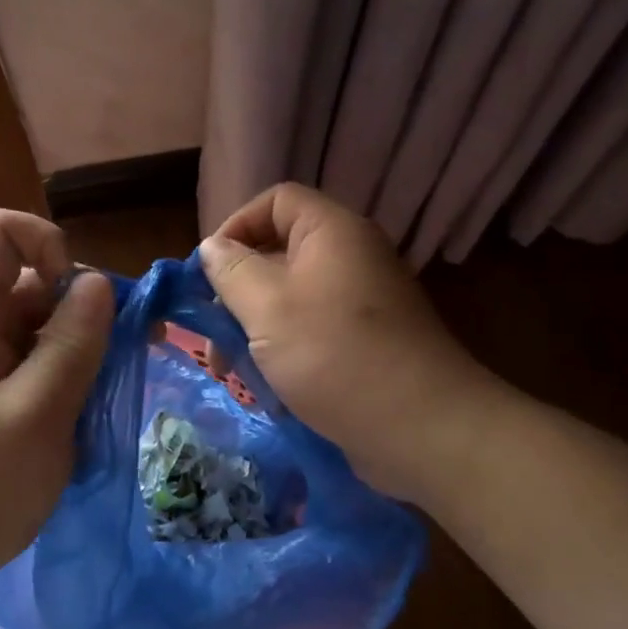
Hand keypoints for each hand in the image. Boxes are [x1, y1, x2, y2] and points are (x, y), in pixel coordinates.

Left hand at [0, 208, 114, 628]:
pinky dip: (70, 380)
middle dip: (84, 307)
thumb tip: (99, 282)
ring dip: (83, 350)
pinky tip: (87, 417)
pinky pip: (39, 368)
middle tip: (124, 354)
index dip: (45, 243)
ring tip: (108, 394)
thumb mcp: (36, 415)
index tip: (80, 296)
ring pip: (43, 328)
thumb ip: (72, 344)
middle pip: (33, 282)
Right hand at [200, 183, 489, 500]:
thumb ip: (232, 271)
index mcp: (332, 232)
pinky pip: (311, 333)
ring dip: (253, 331)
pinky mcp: (364, 344)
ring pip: (290, 301)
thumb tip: (212, 248)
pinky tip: (267, 391)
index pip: (276, 201)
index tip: (207, 272)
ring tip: (231, 372)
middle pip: (278, 254)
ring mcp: (360, 304)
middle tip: (212, 337)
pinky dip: (283, 354)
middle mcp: (350, 258)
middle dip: (236, 293)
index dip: (235, 226)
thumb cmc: (334, 355)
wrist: (420, 427)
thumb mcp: (268, 308)